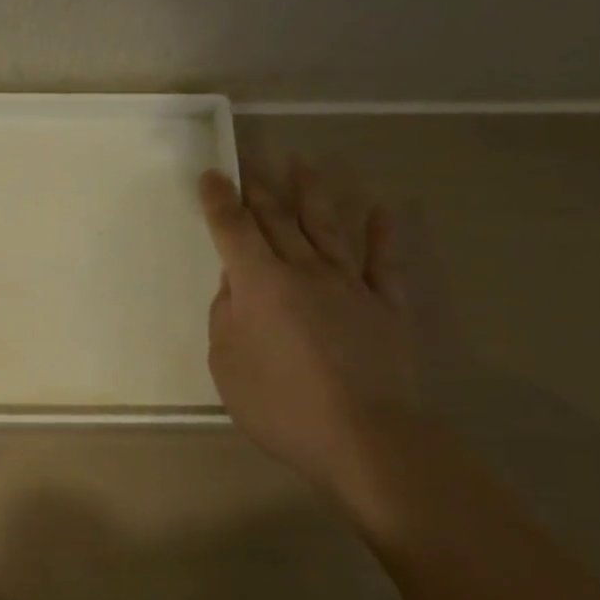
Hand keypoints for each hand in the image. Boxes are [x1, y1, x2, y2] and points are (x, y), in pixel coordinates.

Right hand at [199, 162, 418, 496]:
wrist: (365, 437)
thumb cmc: (281, 406)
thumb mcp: (227, 366)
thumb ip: (225, 318)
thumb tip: (234, 285)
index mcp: (261, 285)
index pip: (234, 232)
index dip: (219, 202)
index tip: (212, 174)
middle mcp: (305, 271)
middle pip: (279, 220)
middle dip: (260, 189)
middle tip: (250, 162)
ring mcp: (351, 284)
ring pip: (330, 227)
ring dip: (315, 193)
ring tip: (306, 163)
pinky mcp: (388, 305)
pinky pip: (385, 261)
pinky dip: (384, 233)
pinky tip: (384, 210)